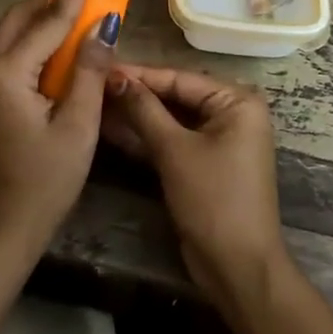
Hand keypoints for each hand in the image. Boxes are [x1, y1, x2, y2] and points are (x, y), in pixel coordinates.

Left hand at [0, 0, 121, 262]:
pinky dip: (30, 38)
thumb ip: (89, 69)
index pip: (50, 16)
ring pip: (9, 30)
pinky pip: (4, 50)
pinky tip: (54, 48)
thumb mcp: (77, 126)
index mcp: (8, 71)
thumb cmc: (45, 182)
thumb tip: (105, 22)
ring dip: (41, 17)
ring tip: (76, 11)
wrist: (0, 229)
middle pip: (21, 15)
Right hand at [100, 66, 288, 310]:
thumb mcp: (175, 150)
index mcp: (237, 102)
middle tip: (94, 84)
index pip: (180, 78)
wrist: (237, 267)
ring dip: (137, 115)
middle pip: (176, 96)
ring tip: (95, 103)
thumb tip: (114, 77)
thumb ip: (144, 110)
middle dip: (136, 94)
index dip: (139, 74)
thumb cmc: (213, 199)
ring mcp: (219, 140)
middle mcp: (232, 114)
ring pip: (171, 119)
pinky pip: (173, 140)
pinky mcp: (205, 163)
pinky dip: (147, 137)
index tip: (103, 66)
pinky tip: (111, 129)